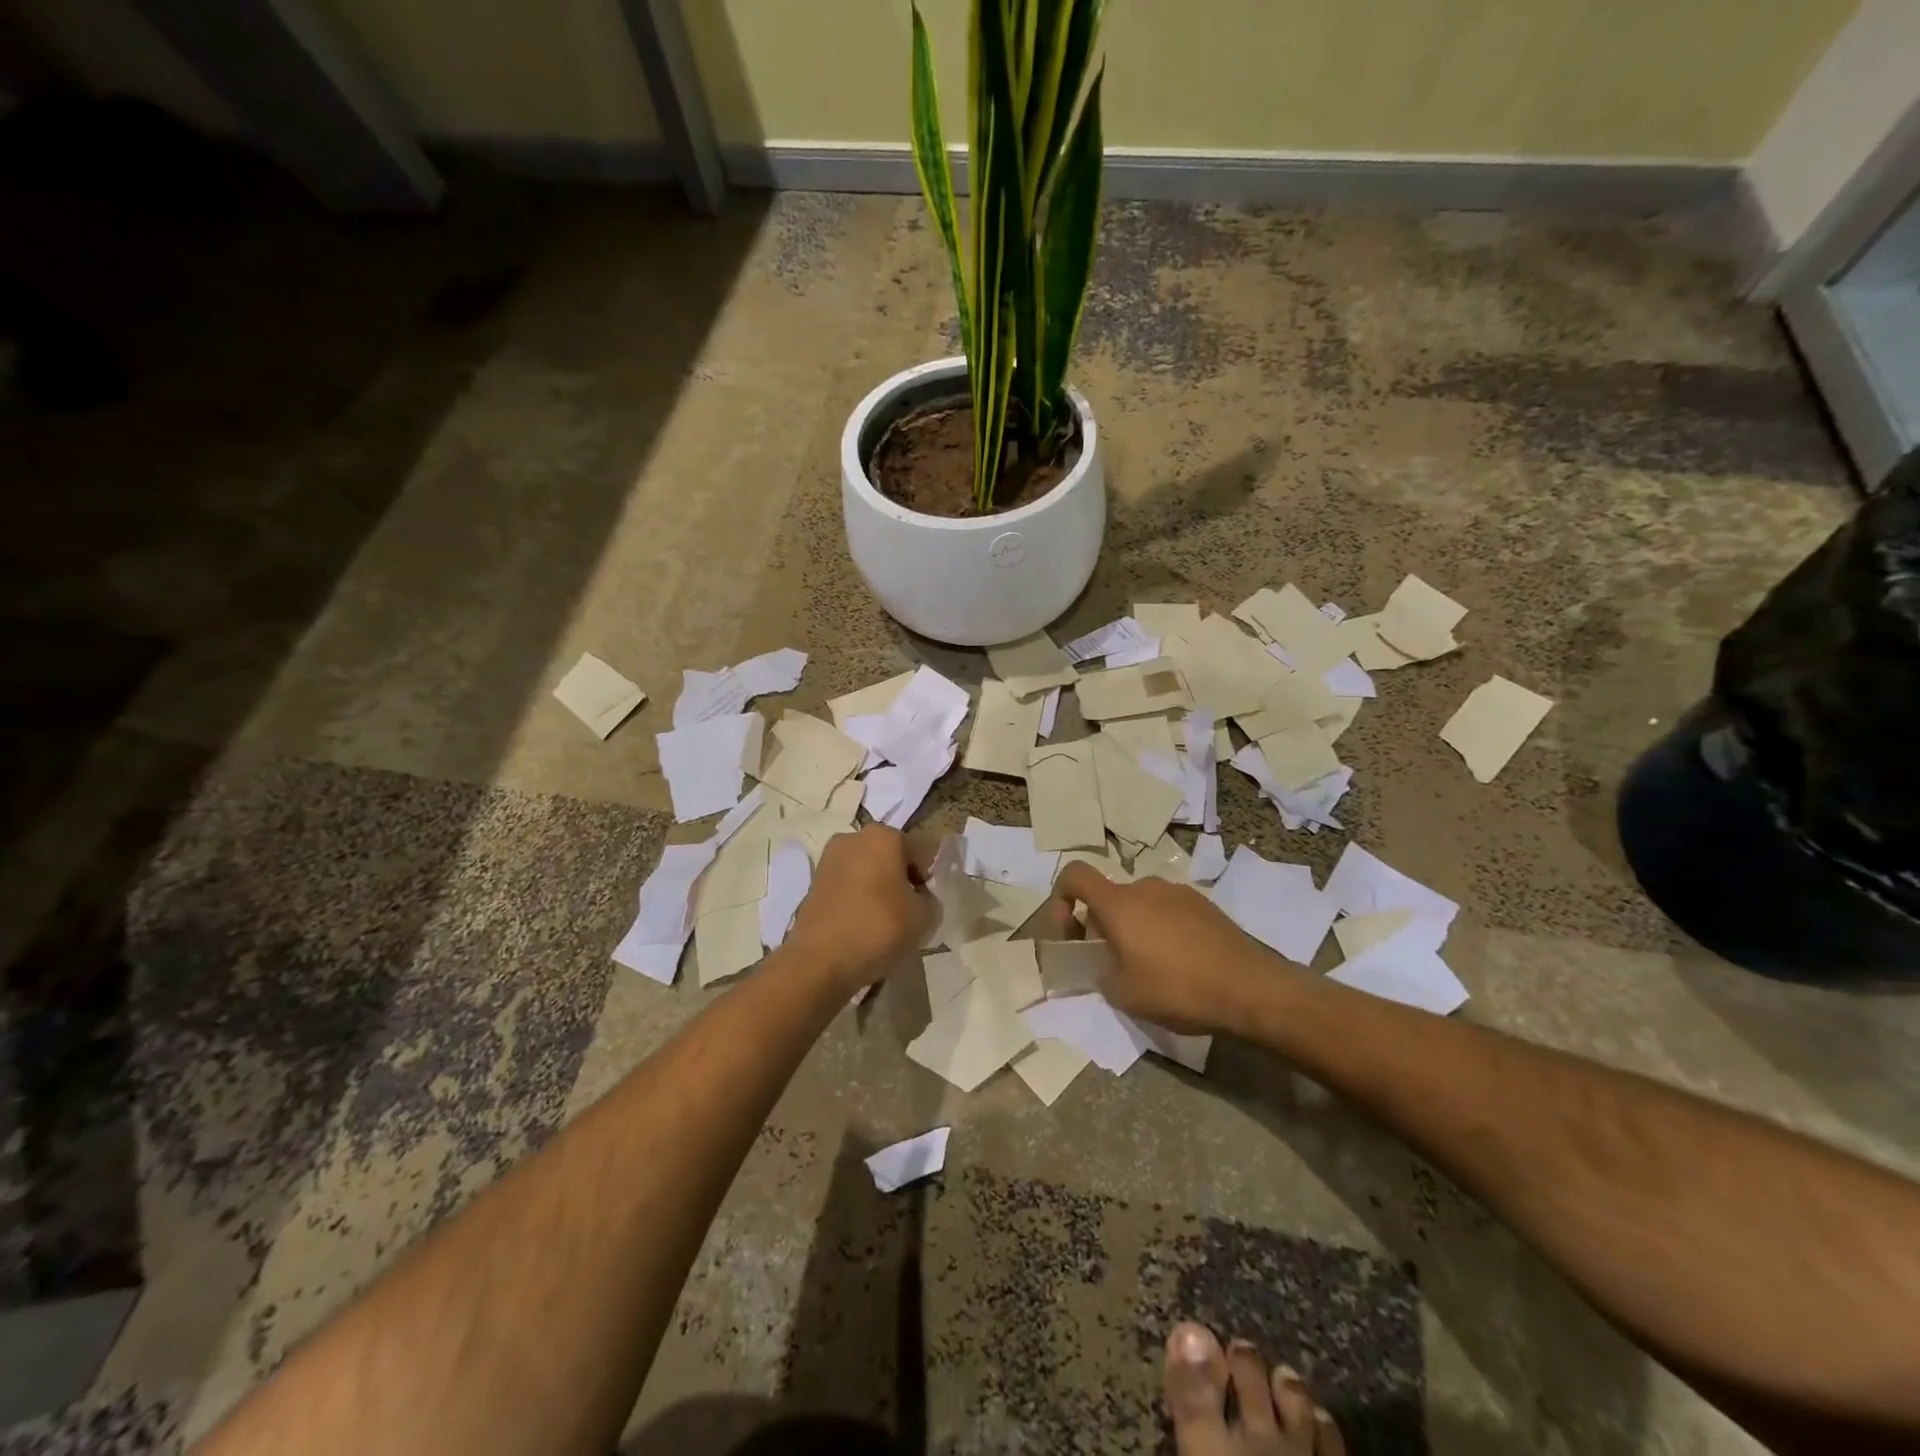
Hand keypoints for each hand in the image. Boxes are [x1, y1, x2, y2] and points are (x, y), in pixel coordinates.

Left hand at [787, 826, 932, 993]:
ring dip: (877, 889)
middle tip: (906, 912)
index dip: (927, 879)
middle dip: (900, 880)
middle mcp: (853, 838)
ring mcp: (828, 859)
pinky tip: (861, 926)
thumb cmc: (879, 928)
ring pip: (867, 871)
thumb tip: (918, 897)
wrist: (820, 961)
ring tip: (882, 923)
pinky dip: (856, 900)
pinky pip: (847, 886)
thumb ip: (930, 899)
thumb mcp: (925, 917)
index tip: (925, 904)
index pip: (920, 852)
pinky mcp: (813, 883)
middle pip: (890, 857)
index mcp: (883, 836)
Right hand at [1052, 865, 1278, 1032]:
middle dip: (1102, 926)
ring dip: (1134, 929)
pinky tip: (1181, 965)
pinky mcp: (1205, 905)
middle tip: (1113, 964)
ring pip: (1141, 905)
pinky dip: (1162, 931)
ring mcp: (1179, 893)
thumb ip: (1102, 975)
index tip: (1071, 934)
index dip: (1061, 898)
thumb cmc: (1178, 989)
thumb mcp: (1125, 994)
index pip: (1075, 876)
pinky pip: (1168, 911)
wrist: (1252, 989)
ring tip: (1150, 968)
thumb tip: (1105, 967)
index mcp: (1119, 903)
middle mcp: (1146, 887)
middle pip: (1110, 897)